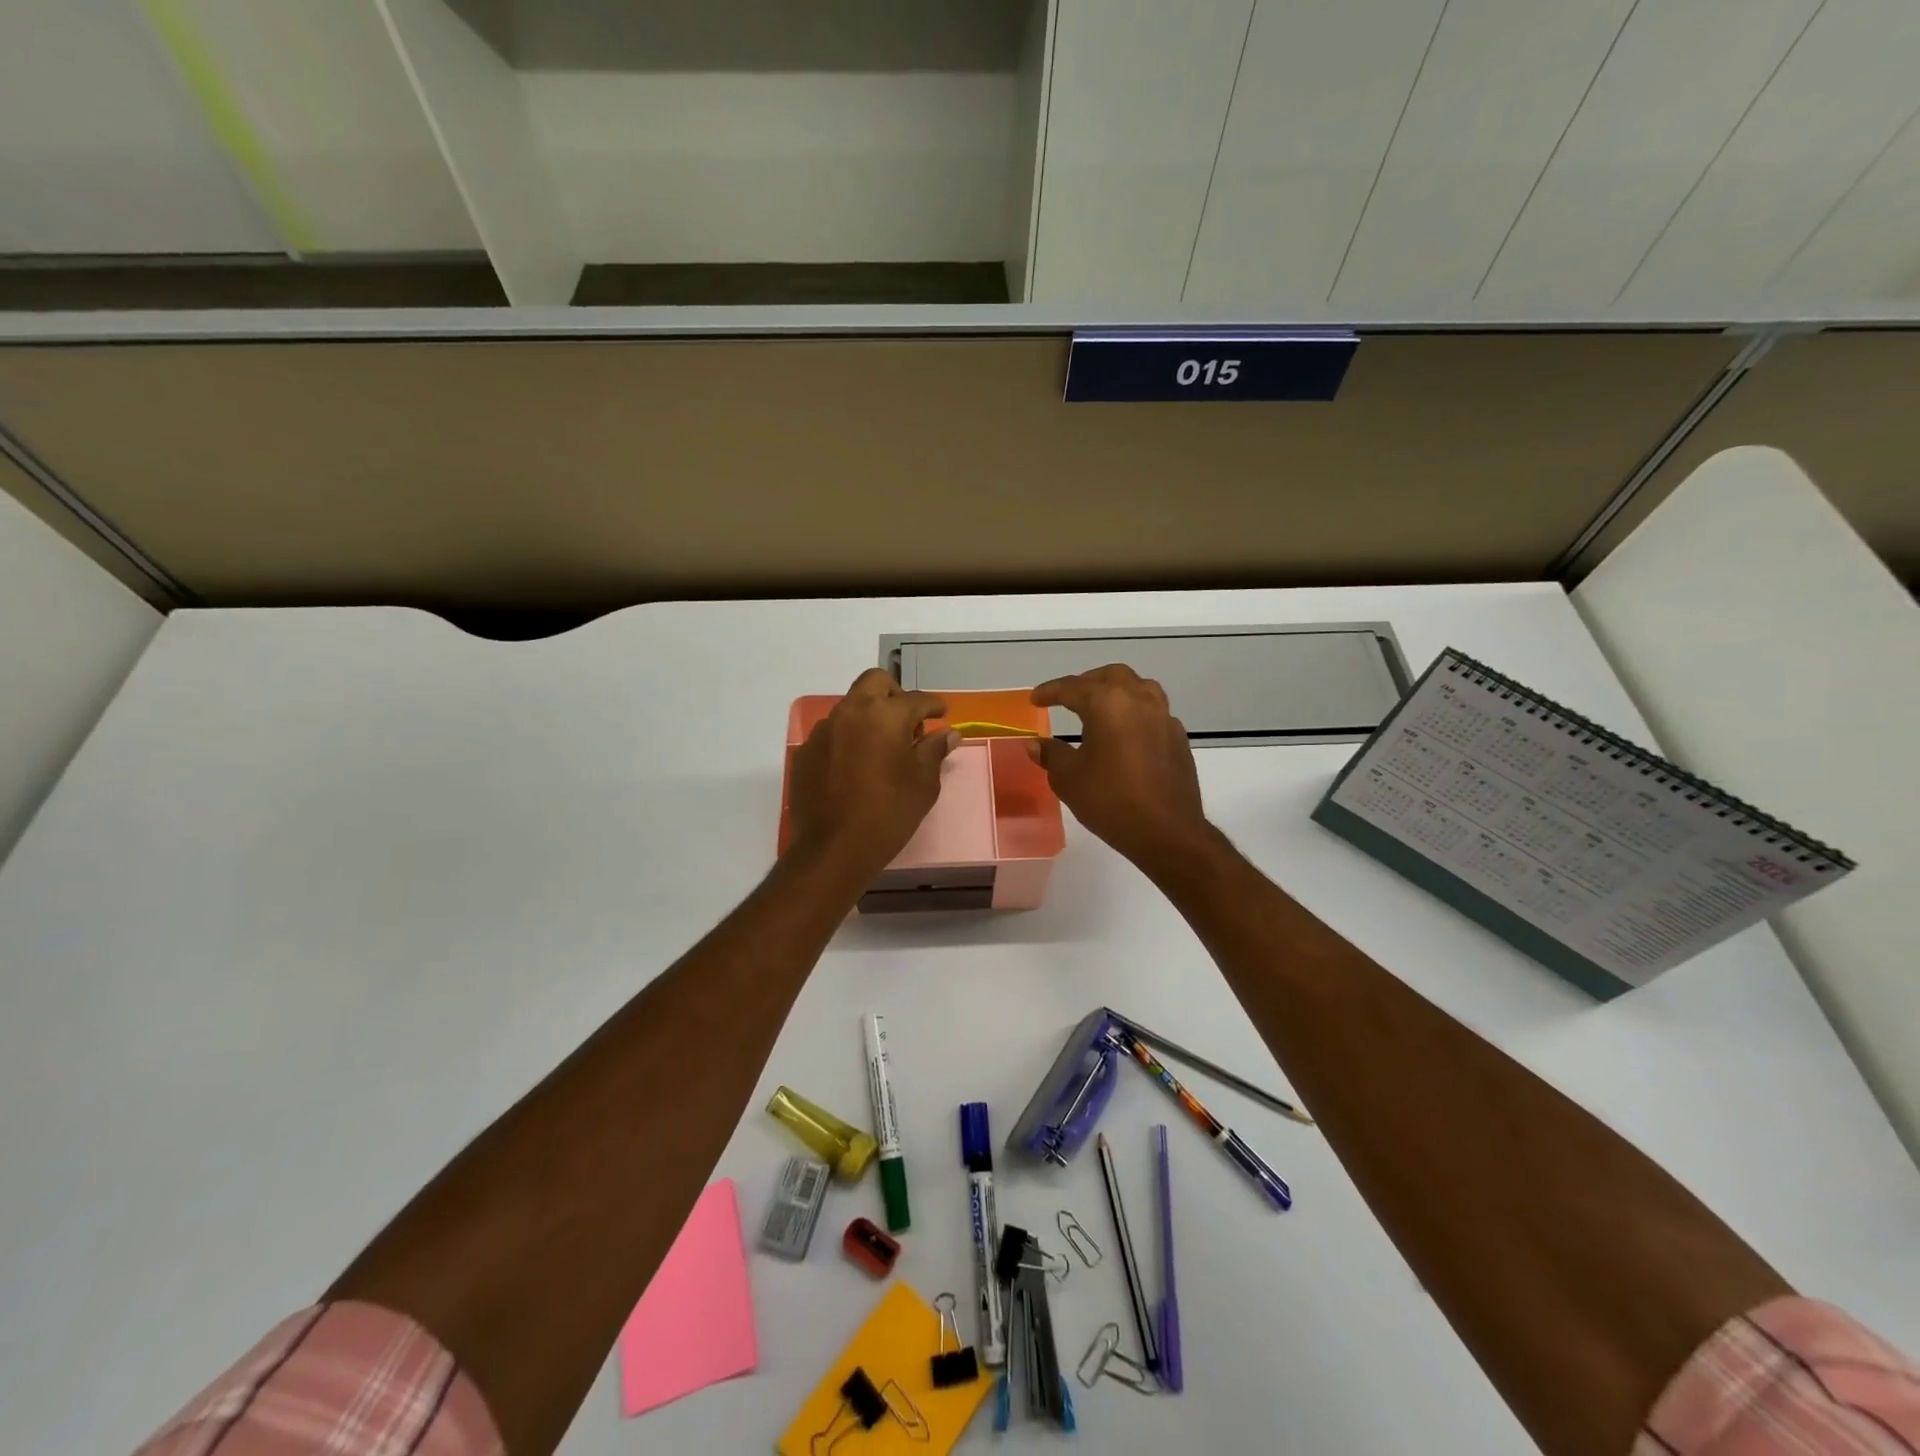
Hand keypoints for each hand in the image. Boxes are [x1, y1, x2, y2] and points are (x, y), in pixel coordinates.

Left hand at [788, 669, 958, 877]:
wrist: (832, 849)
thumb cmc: (888, 814)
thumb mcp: (923, 784)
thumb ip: (934, 751)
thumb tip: (949, 733)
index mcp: (885, 715)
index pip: (917, 699)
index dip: (934, 706)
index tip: (942, 714)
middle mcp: (851, 711)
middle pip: (876, 682)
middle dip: (896, 694)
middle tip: (909, 721)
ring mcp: (824, 730)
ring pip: (851, 706)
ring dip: (870, 716)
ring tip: (882, 747)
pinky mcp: (806, 751)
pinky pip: (833, 732)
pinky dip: (849, 739)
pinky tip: (856, 766)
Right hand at [1027, 665, 1211, 873]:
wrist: (1168, 832)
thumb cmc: (1111, 801)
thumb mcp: (1069, 778)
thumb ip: (1051, 754)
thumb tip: (1034, 744)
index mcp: (1108, 703)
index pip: (1073, 687)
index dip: (1050, 691)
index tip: (1035, 699)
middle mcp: (1139, 700)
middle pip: (1111, 676)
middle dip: (1086, 683)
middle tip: (1069, 698)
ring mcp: (1164, 717)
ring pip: (1139, 688)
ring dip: (1116, 692)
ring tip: (1100, 709)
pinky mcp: (1178, 738)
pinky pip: (1154, 712)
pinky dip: (1135, 713)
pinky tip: (1126, 734)